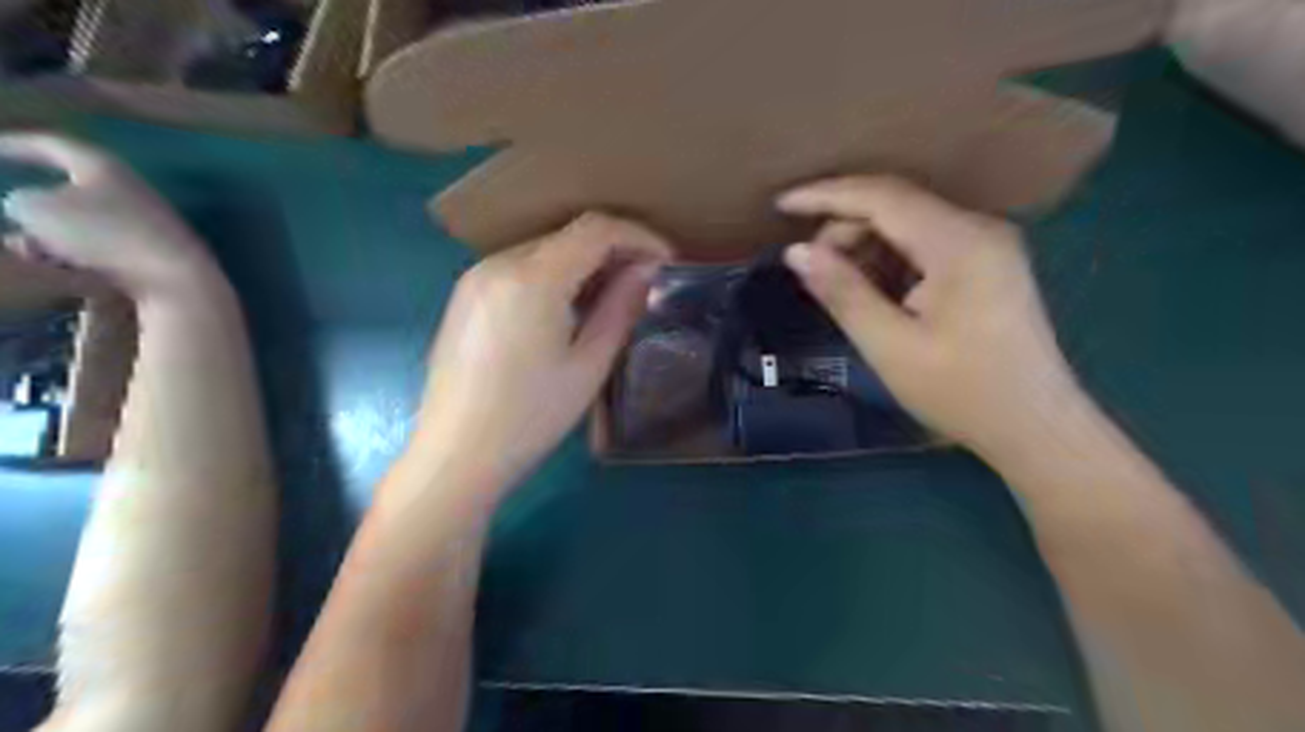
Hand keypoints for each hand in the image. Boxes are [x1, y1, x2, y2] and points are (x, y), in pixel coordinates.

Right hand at [0, 132, 219, 302]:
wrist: (174, 277)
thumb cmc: (103, 234)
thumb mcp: (37, 209)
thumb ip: (22, 201)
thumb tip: (33, 210)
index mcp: (104, 167)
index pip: (53, 145)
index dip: (16, 144)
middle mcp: (131, 191)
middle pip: (70, 192)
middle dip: (35, 210)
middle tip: (15, 229)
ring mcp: (147, 224)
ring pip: (82, 226)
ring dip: (51, 239)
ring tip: (34, 254)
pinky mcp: (155, 253)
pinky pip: (104, 251)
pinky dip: (81, 259)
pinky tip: (70, 272)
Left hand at [408, 213, 672, 496]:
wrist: (455, 455)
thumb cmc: (530, 417)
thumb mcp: (588, 365)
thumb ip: (621, 308)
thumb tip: (646, 270)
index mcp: (532, 278)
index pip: (596, 229)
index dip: (639, 236)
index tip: (667, 262)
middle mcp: (499, 263)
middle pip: (568, 235)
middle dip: (614, 249)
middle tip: (644, 283)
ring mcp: (475, 277)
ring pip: (544, 249)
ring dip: (583, 263)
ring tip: (610, 298)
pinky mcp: (465, 296)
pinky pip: (519, 268)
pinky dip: (553, 276)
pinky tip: (567, 309)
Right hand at [777, 174, 1088, 460]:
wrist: (1036, 428)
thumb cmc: (962, 393)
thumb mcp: (890, 346)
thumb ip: (842, 292)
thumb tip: (796, 252)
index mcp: (959, 243)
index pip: (882, 196)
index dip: (826, 195)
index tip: (781, 204)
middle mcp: (979, 228)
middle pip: (897, 205)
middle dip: (845, 228)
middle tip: (812, 270)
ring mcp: (988, 244)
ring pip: (910, 223)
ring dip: (866, 244)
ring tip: (838, 284)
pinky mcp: (988, 263)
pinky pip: (926, 244)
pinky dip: (890, 259)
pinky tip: (873, 291)